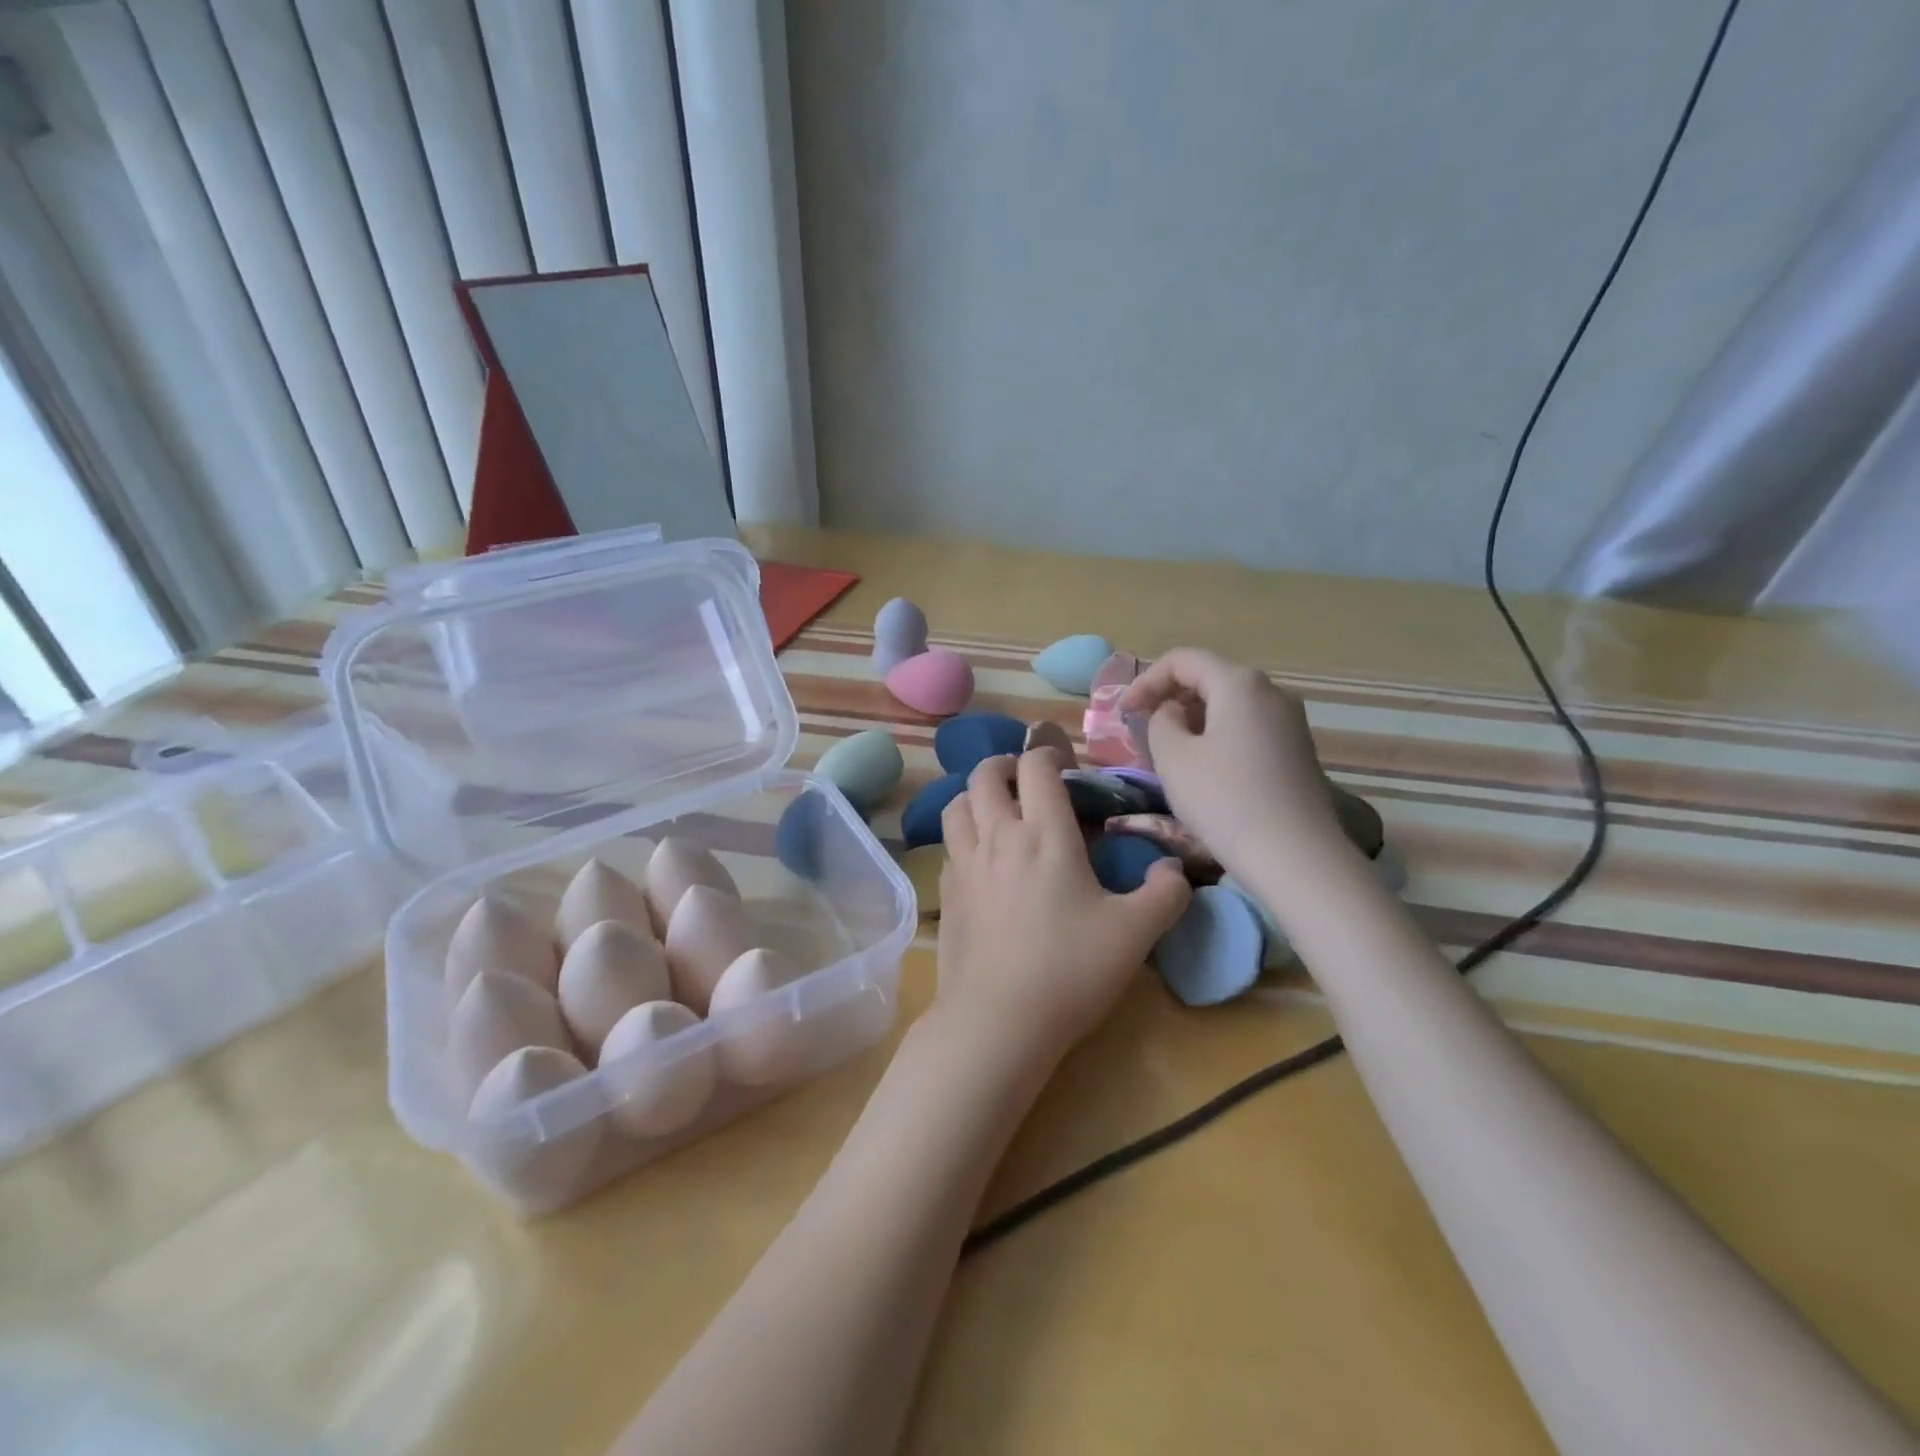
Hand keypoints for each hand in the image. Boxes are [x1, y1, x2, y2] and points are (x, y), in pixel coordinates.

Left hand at [936, 751, 1190, 1061]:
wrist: (998, 1019)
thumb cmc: (1070, 969)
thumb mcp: (1135, 934)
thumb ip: (1165, 895)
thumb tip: (1175, 870)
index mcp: (1045, 834)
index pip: (1036, 767)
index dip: (1047, 754)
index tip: (1062, 765)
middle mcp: (998, 837)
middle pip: (984, 775)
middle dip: (1004, 765)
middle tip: (1025, 780)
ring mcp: (965, 864)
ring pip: (956, 804)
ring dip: (974, 796)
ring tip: (995, 809)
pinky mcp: (946, 893)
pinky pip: (948, 846)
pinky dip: (962, 836)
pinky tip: (979, 858)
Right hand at [1120, 647, 1347, 873]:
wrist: (1296, 857)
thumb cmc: (1224, 800)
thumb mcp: (1173, 757)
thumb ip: (1160, 721)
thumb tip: (1173, 713)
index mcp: (1239, 683)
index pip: (1183, 660)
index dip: (1146, 680)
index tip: (1123, 712)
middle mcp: (1271, 691)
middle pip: (1209, 678)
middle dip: (1170, 698)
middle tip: (1142, 731)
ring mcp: (1290, 721)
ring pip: (1229, 705)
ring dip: (1193, 719)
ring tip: (1169, 752)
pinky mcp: (1298, 750)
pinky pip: (1248, 727)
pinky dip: (1218, 735)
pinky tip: (1205, 769)